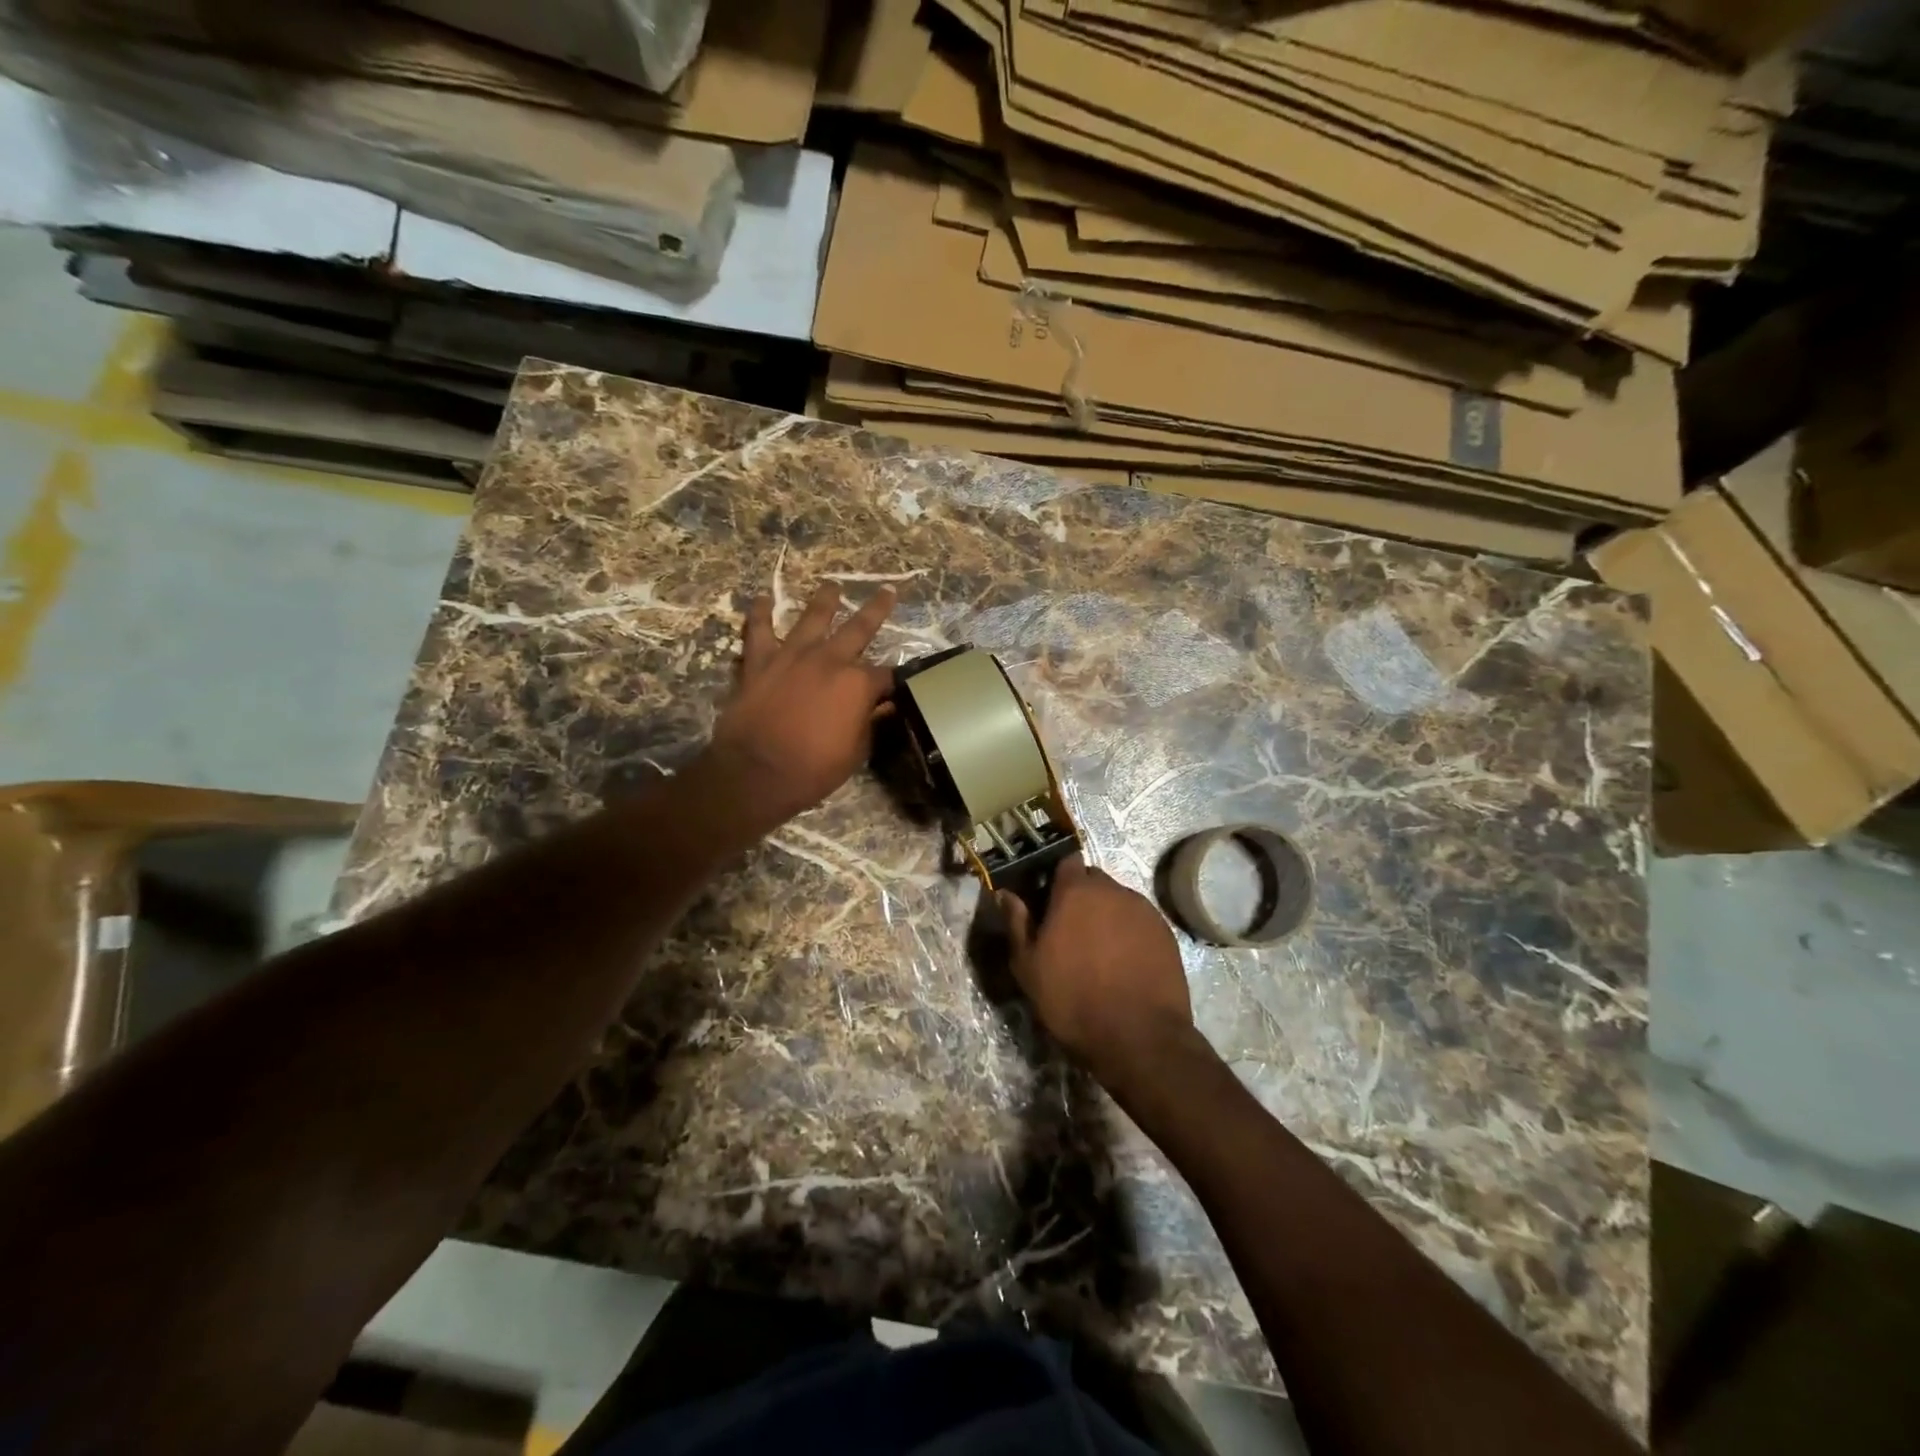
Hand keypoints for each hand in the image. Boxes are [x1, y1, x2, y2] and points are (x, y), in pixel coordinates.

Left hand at [704, 581, 896, 831]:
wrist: (756, 772)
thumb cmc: (813, 769)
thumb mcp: (855, 752)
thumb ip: (870, 723)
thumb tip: (884, 708)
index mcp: (858, 684)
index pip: (886, 675)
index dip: (893, 681)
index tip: (897, 686)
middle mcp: (829, 659)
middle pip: (859, 628)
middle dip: (877, 609)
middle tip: (888, 591)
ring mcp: (792, 656)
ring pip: (812, 618)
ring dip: (824, 600)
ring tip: (831, 586)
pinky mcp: (759, 661)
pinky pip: (758, 630)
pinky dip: (759, 613)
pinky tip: (761, 599)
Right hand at [999, 855, 1199, 1083]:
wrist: (1138, 1036)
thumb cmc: (1072, 998)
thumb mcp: (1028, 966)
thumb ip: (1017, 923)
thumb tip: (1005, 894)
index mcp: (1076, 892)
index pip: (1066, 862)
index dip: (1057, 878)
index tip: (1049, 900)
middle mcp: (1113, 891)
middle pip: (1094, 880)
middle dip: (1082, 896)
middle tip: (1071, 928)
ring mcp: (1144, 910)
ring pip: (1119, 901)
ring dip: (1107, 915)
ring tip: (1100, 950)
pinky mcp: (1166, 933)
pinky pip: (1140, 922)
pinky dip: (1130, 933)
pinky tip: (1124, 962)